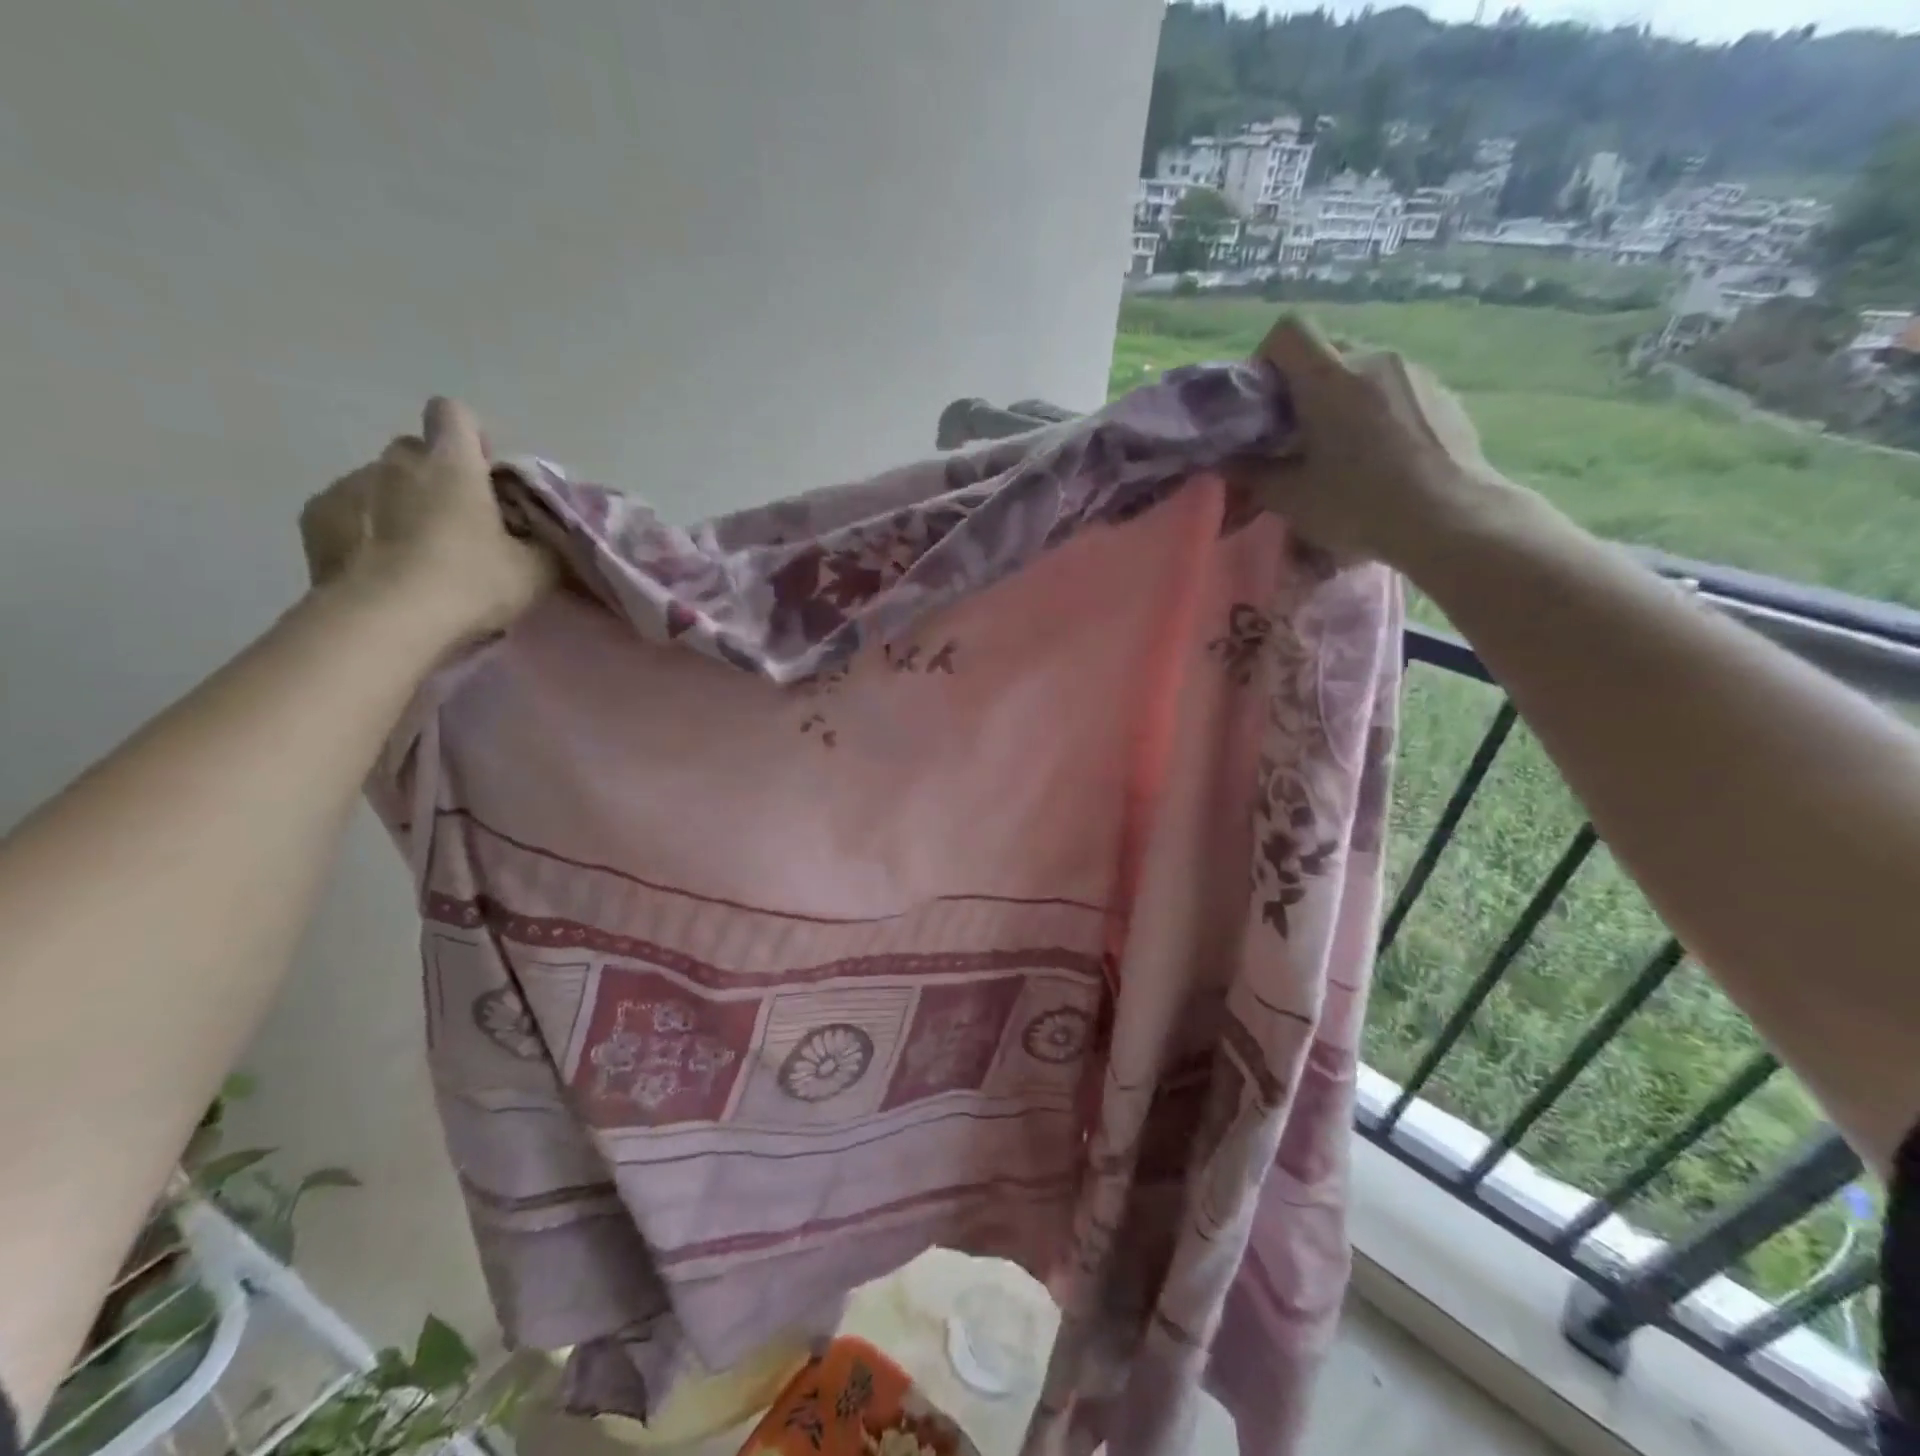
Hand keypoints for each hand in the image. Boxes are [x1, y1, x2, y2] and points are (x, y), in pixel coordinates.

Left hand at [299, 397, 555, 645]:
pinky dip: (364, 530)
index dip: (471, 439)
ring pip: (380, 482)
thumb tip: (543, 536)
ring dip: (399, 506)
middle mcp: (397, 461)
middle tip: (458, 526)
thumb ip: (543, 543)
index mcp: (452, 464)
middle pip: (417, 451)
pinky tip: (380, 567)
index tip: (485, 477)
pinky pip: (347, 510)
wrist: (386, 621)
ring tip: (416, 557)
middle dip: (435, 478)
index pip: (455, 414)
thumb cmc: (470, 584)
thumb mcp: (535, 571)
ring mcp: (348, 484)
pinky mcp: (316, 516)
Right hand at [1237, 317, 1513, 567]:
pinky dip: (1378, 410)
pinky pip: (1396, 387)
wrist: (1449, 517)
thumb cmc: (1358, 504)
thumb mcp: (1291, 498)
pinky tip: (1381, 455)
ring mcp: (1414, 372)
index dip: (1267, 357)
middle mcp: (1373, 359)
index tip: (1265, 401)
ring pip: (1363, 369)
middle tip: (1296, 434)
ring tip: (1342, 448)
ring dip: (1343, 398)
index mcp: (1330, 377)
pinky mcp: (1442, 392)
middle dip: (1304, 385)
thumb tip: (1225, 463)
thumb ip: (1252, 474)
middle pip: (1326, 350)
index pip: (1289, 330)